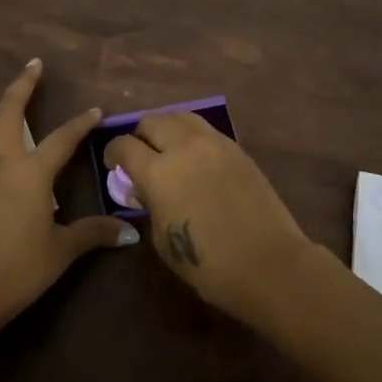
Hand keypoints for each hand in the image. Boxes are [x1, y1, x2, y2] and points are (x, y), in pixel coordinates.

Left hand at [0, 49, 137, 329]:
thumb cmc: (19, 272)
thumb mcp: (62, 252)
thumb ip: (95, 234)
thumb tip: (131, 234)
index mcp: (32, 173)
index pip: (64, 139)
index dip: (81, 123)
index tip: (95, 110)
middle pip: (12, 112)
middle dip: (25, 85)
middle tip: (34, 63)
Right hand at [106, 113, 316, 324]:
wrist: (269, 263)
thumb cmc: (209, 264)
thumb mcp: (163, 241)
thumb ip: (149, 206)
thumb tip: (144, 189)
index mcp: (159, 172)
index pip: (124, 146)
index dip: (113, 154)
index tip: (114, 166)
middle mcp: (184, 147)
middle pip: (152, 121)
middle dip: (139, 136)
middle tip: (141, 156)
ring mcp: (215, 143)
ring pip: (181, 116)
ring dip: (167, 128)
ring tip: (168, 150)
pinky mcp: (237, 149)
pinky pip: (206, 129)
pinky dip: (192, 136)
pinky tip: (195, 158)